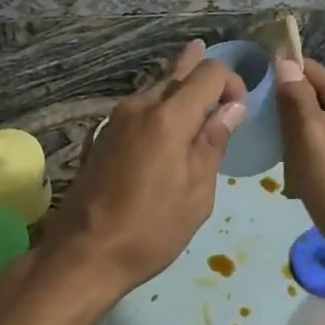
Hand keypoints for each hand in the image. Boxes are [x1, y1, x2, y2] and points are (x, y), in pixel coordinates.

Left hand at [44, 41, 245, 298]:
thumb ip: (214, 143)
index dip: (232, 83)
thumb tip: (232, 107)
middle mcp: (141, 105)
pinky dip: (162, 107)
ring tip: (202, 105)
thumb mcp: (197, 193)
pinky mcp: (104, 133)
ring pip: (157, 86)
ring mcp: (117, 117)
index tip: (240, 110)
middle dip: (205, 77)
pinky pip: (141, 106)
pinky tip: (170, 126)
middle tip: (224, 93)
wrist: (84, 253)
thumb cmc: (151, 229)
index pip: (209, 72)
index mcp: (169, 117)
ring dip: (182, 90)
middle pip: (179, 71)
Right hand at [274, 57, 324, 295]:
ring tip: (282, 169)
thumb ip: (297, 98)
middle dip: (287, 118)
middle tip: (264, 137)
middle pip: (314, 102)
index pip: (311, 71)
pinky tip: (299, 188)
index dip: (280, 76)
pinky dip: (310, 169)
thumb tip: (286, 61)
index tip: (249, 91)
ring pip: (318, 133)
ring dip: (296, 147)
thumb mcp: (312, 137)